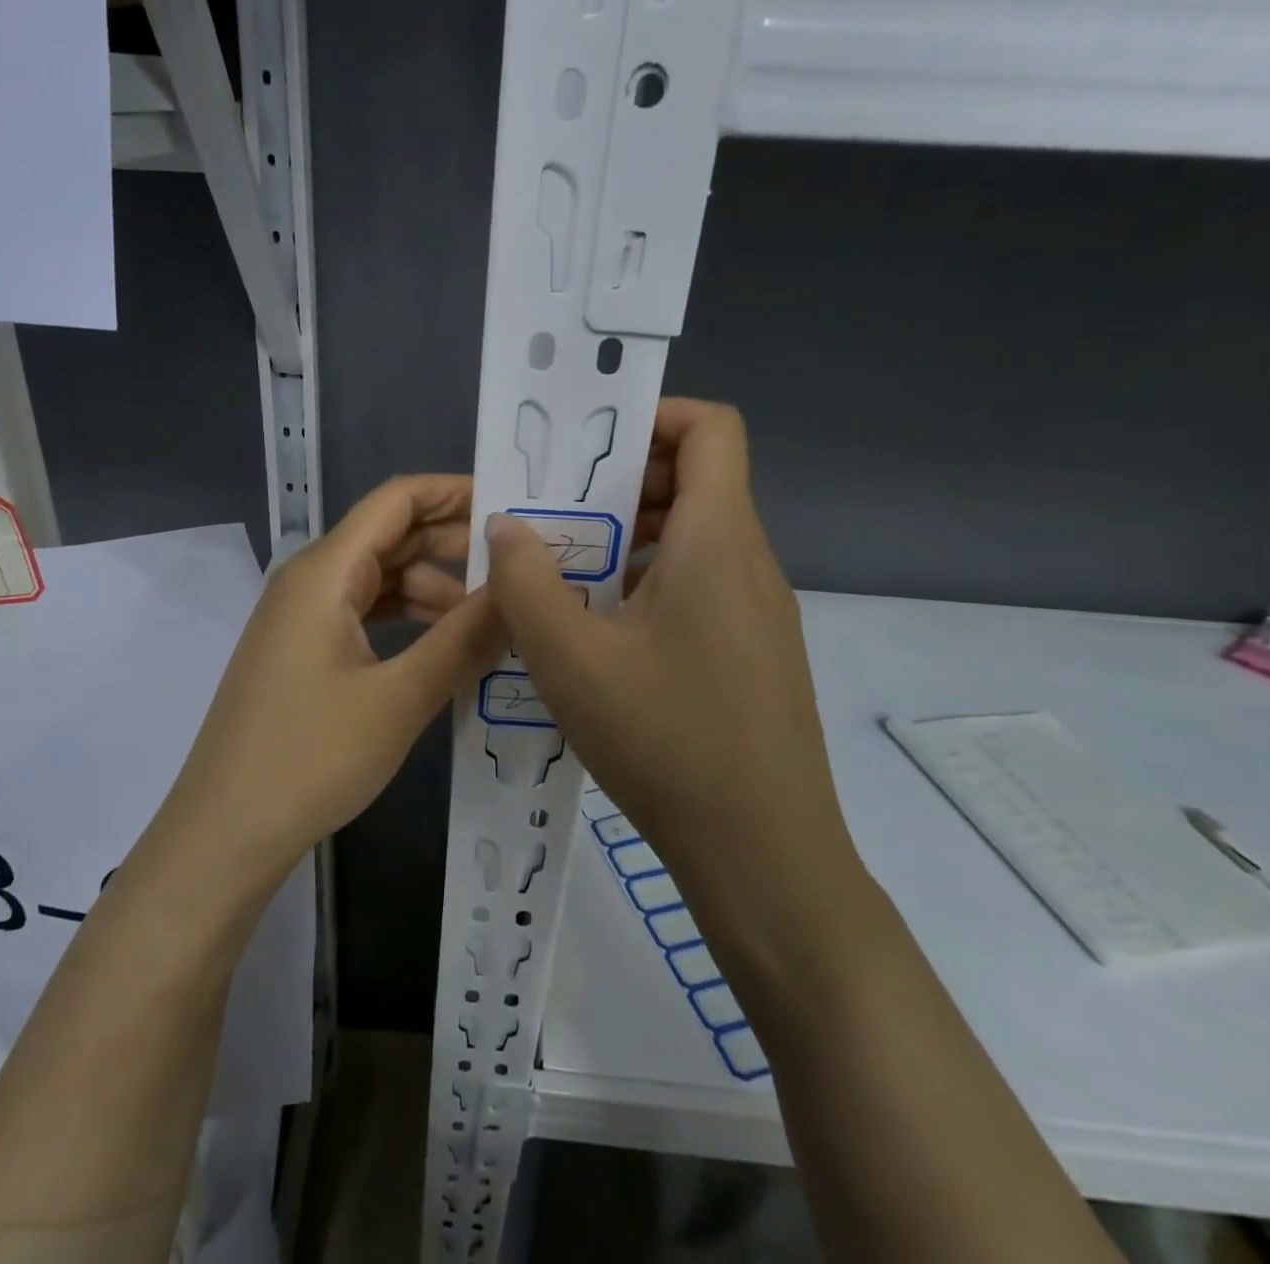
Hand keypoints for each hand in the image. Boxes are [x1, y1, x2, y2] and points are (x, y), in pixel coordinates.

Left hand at [161, 475, 502, 889]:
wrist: (225, 832)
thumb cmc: (311, 757)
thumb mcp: (400, 697)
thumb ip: (463, 638)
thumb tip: (517, 592)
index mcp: (325, 571)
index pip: (396, 500)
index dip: (453, 492)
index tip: (511, 506)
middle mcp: (310, 580)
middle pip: (390, 536)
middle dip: (453, 544)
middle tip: (518, 567)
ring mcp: (302, 618)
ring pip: (379, 579)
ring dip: (434, 588)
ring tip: (492, 617)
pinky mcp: (302, 652)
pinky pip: (363, 614)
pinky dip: (407, 620)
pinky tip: (445, 645)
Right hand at [484, 399, 866, 942]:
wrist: (763, 854)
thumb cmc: (666, 740)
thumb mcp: (570, 657)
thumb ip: (526, 581)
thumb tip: (506, 525)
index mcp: (718, 540)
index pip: (711, 428)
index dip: (653, 416)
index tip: (587, 449)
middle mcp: (750, 562)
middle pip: (698, 480)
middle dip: (623, 482)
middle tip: (555, 512)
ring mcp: (759, 612)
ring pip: (696, 538)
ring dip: (632, 537)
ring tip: (566, 571)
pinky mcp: (755, 653)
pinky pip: (702, 586)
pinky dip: (650, 582)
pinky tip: (601, 633)